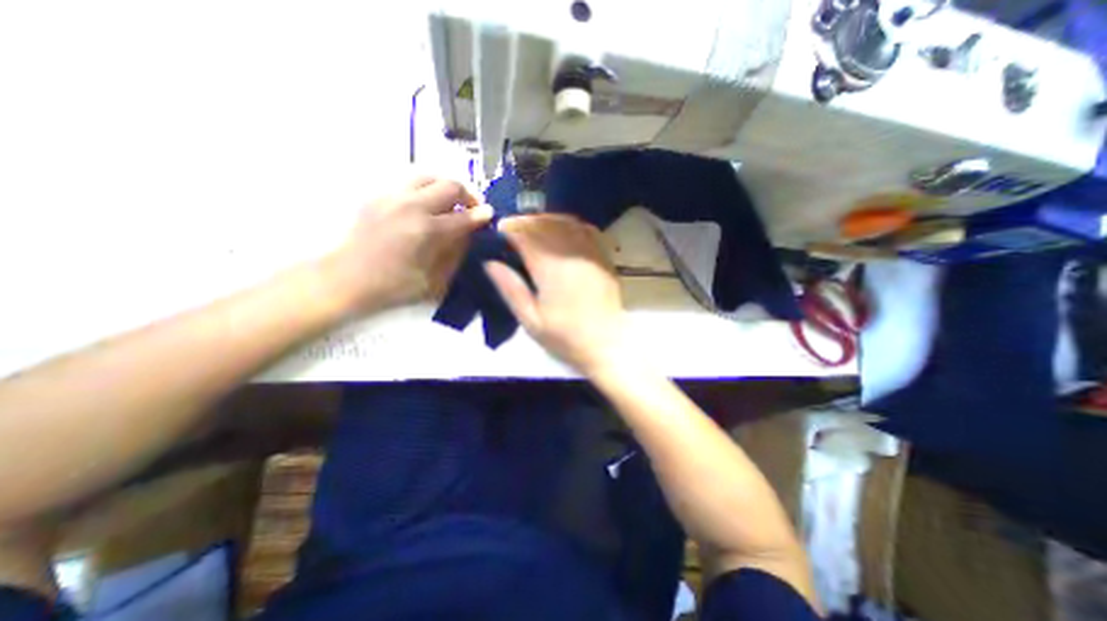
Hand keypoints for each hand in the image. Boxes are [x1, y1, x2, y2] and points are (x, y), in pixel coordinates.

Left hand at [323, 174, 490, 312]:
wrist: (345, 279)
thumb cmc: (393, 287)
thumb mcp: (434, 280)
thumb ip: (455, 254)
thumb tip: (468, 235)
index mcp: (426, 231)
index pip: (464, 217)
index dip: (481, 216)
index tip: (490, 215)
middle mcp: (411, 206)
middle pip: (450, 185)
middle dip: (469, 195)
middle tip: (473, 209)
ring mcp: (392, 197)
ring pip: (429, 175)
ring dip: (447, 187)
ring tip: (451, 202)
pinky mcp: (378, 196)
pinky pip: (410, 182)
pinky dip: (426, 189)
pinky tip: (427, 206)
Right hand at [486, 216, 630, 375]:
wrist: (606, 345)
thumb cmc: (565, 337)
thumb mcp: (530, 320)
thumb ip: (510, 289)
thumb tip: (489, 263)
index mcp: (550, 269)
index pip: (526, 236)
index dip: (510, 228)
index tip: (498, 230)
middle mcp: (571, 254)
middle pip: (545, 224)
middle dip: (526, 221)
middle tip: (513, 227)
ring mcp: (591, 254)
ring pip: (566, 223)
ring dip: (547, 220)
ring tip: (534, 226)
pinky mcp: (604, 258)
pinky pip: (587, 230)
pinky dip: (571, 225)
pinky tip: (563, 230)